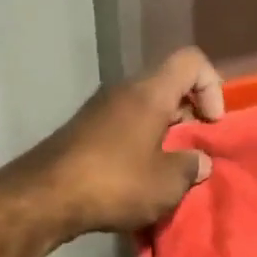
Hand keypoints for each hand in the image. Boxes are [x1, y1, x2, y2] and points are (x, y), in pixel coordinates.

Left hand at [25, 47, 224, 236]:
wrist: (44, 196)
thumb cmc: (114, 182)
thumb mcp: (166, 183)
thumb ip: (190, 167)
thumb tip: (197, 161)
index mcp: (149, 92)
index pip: (191, 60)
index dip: (212, 86)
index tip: (211, 125)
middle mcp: (124, 90)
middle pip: (168, 85)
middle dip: (189, 115)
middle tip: (193, 152)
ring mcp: (100, 109)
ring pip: (145, 107)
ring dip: (163, 133)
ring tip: (168, 171)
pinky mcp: (84, 129)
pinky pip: (124, 125)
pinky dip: (139, 143)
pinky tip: (138, 178)